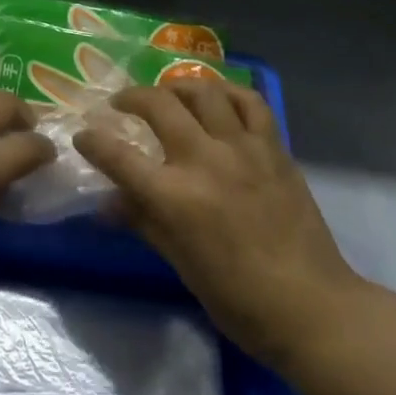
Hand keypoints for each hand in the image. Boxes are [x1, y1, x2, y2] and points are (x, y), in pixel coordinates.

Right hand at [74, 81, 365, 370]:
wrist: (312, 308)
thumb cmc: (239, 299)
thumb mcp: (181, 264)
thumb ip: (143, 222)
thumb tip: (107, 203)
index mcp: (175, 197)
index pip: (119, 157)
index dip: (93, 142)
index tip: (83, 135)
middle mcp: (204, 160)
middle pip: (158, 105)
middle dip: (131, 97)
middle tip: (121, 104)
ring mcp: (242, 148)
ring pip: (203, 91)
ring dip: (177, 86)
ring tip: (168, 94)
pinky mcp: (273, 147)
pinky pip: (249, 101)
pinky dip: (228, 92)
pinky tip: (217, 98)